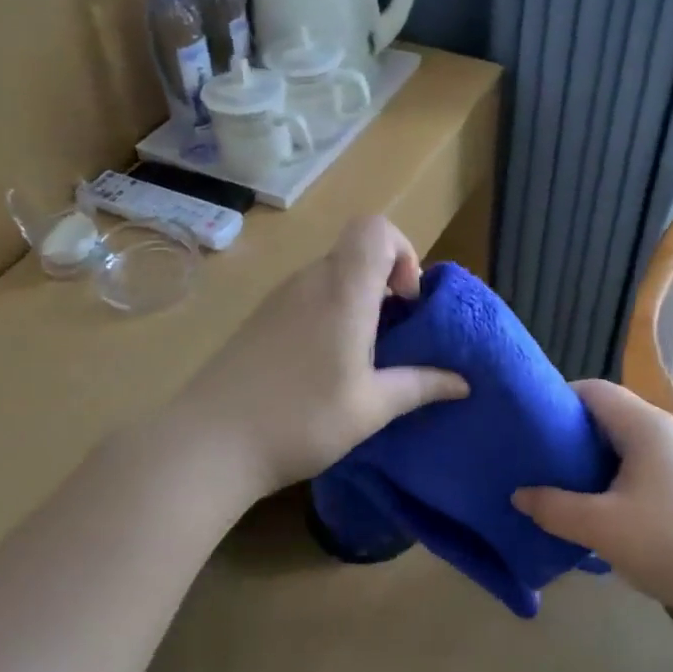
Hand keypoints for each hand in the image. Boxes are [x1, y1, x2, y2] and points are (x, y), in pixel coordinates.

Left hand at [177, 216, 467, 496]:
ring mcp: (278, 298)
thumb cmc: (301, 420)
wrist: (210, 443)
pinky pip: (306, 297)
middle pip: (355, 251)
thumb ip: (420, 385)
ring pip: (330, 275)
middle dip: (385, 282)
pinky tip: (324, 366)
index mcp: (342, 290)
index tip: (407, 303)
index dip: (402, 252)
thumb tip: (463, 381)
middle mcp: (309, 281)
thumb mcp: (371, 408)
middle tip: (395, 335)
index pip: (375, 228)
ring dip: (357, 301)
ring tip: (363, 356)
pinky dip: (329, 314)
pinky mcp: (259, 319)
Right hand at [512, 380, 672, 610]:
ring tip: (559, 483)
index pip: (594, 390)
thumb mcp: (600, 527)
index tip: (529, 426)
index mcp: (646, 426)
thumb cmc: (668, 544)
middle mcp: (665, 432)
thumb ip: (553, 507)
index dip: (558, 400)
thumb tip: (519, 495)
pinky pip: (639, 465)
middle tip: (538, 458)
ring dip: (591, 459)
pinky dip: (613, 476)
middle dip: (570, 433)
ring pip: (624, 443)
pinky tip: (597, 506)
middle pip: (608, 415)